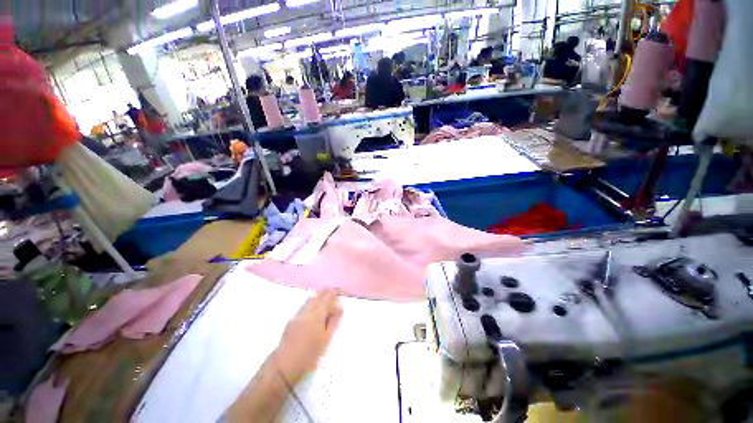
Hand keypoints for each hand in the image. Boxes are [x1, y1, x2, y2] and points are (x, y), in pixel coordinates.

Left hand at [272, 290, 342, 383]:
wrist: (283, 366)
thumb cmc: (309, 355)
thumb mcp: (326, 339)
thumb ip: (334, 321)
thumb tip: (339, 306)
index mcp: (317, 313)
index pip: (327, 296)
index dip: (334, 292)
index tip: (340, 291)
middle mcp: (306, 310)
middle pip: (318, 295)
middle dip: (326, 293)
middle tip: (334, 295)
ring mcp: (297, 314)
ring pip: (310, 299)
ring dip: (319, 297)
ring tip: (326, 302)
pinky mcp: (292, 320)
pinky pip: (305, 305)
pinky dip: (312, 303)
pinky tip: (315, 310)